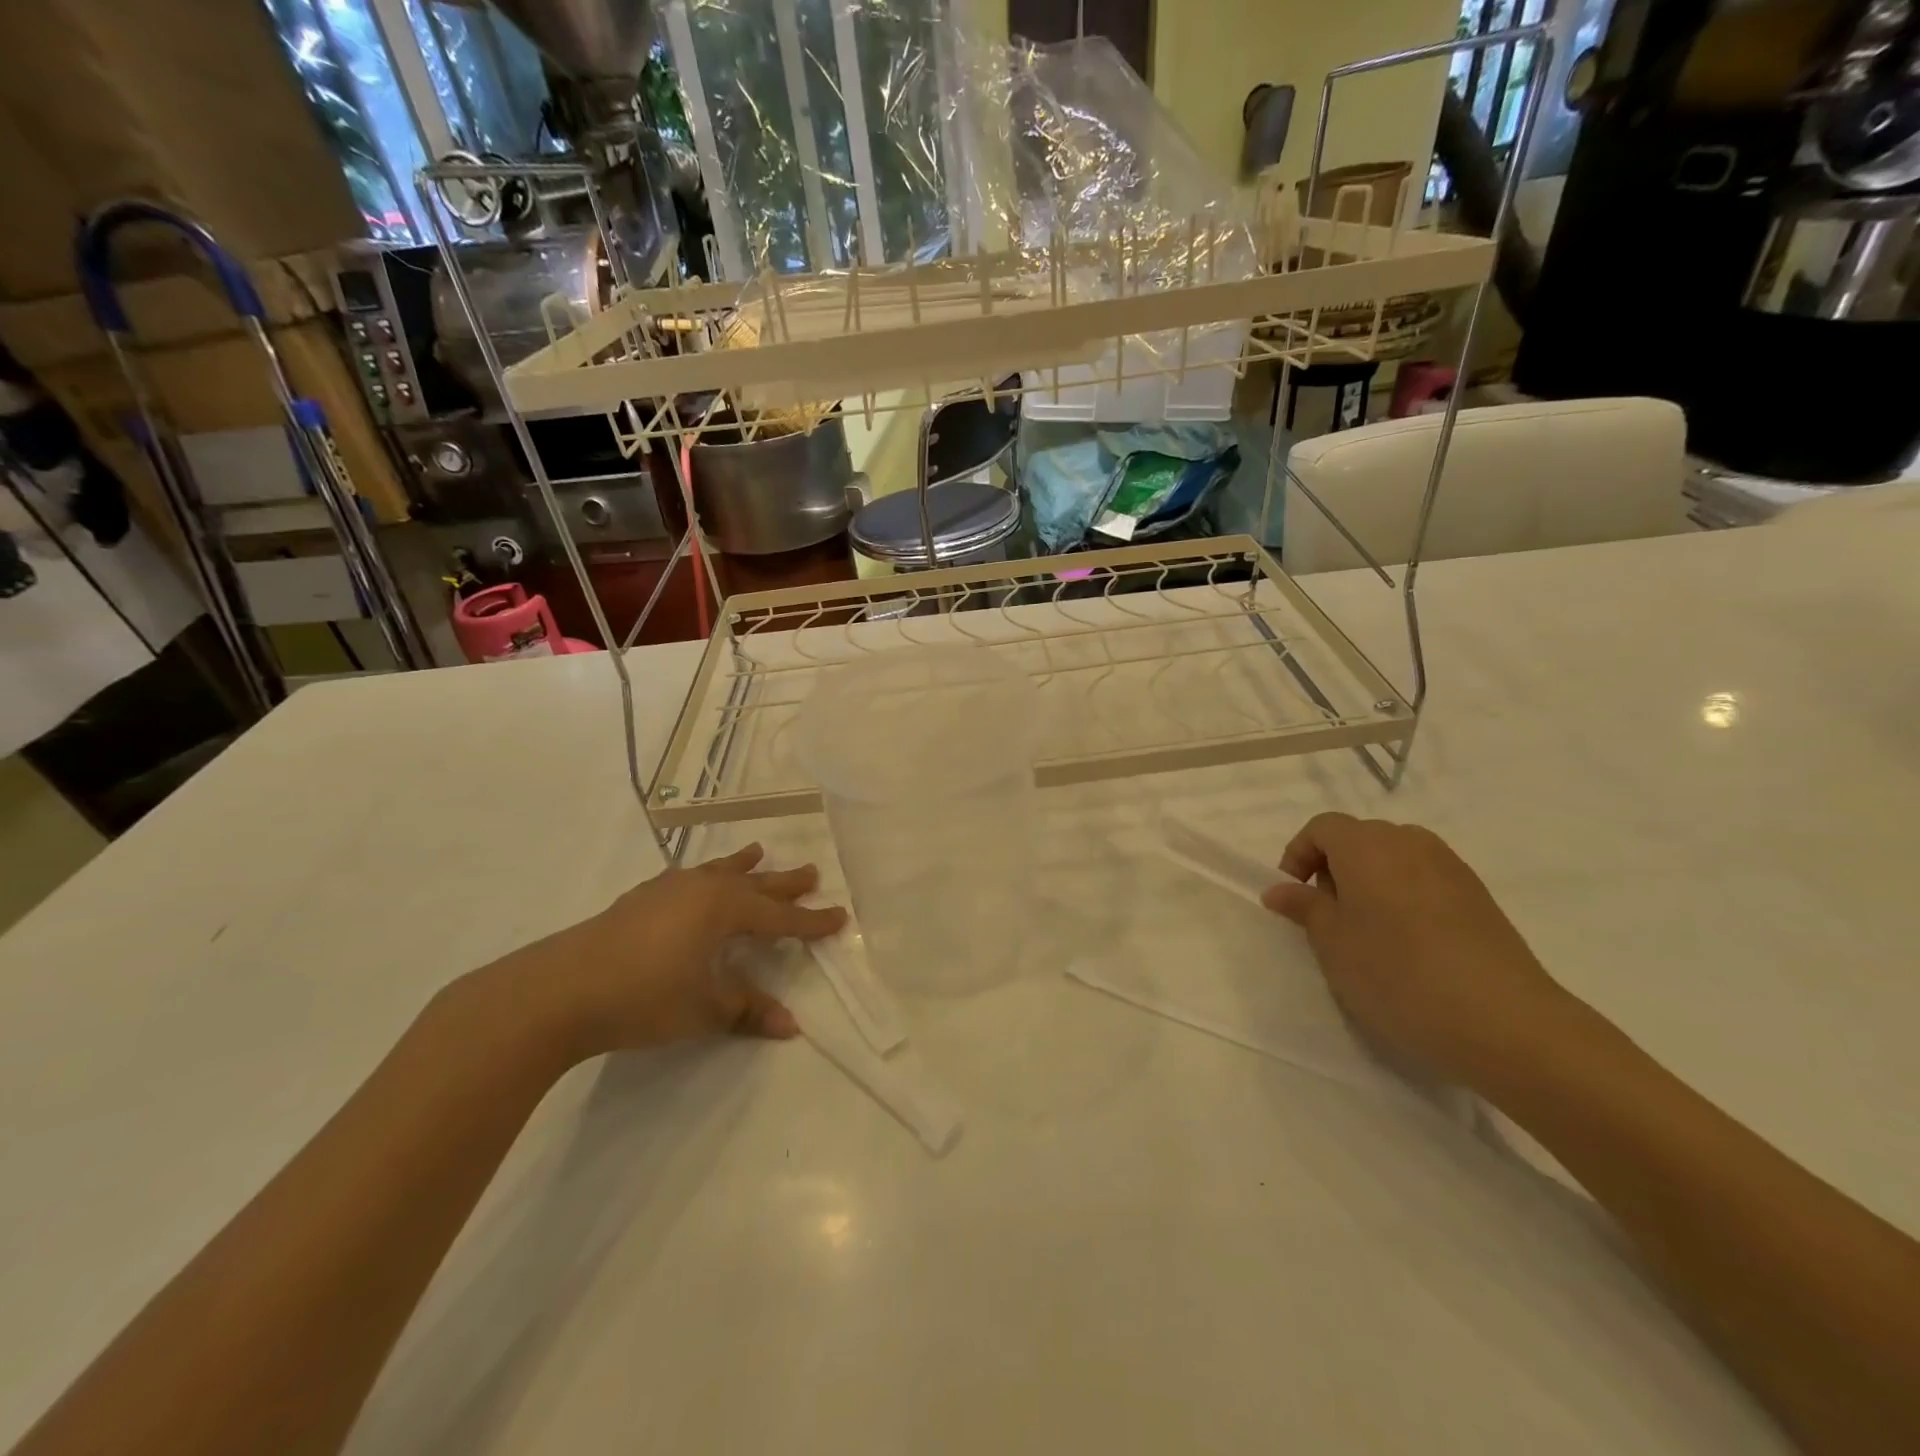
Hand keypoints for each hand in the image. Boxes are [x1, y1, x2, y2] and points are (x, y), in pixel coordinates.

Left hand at [499, 844, 845, 1060]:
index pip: (779, 918)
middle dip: (784, 883)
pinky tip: (696, 880)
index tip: (839, 916)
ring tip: (759, 851)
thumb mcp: (704, 1009)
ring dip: (742, 866)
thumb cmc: (644, 997)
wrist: (560, 990)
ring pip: (719, 872)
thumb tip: (790, 1025)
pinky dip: (706, 876)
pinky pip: (689, 878)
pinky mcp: (640, 899)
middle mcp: (702, 889)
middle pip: (754, 885)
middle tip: (811, 872)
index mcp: (724, 909)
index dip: (810, 921)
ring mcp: (668, 890)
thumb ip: (748, 1010)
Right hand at [1260, 814, 1582, 1089]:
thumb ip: (1304, 907)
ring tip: (1367, 930)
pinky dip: (1404, 895)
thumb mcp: (1332, 943)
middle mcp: (1409, 842)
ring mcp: (1450, 866)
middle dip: (1334, 867)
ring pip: (1395, 857)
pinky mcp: (1478, 895)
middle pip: (1360, 837)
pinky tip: (1409, 942)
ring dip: (1370, 881)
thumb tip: (1280, 889)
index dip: (1299, 854)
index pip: (1322, 827)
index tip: (1294, 896)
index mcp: (1367, 846)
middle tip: (1328, 916)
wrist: (1504, 1021)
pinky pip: (1425, 878)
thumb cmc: (1397, 975)